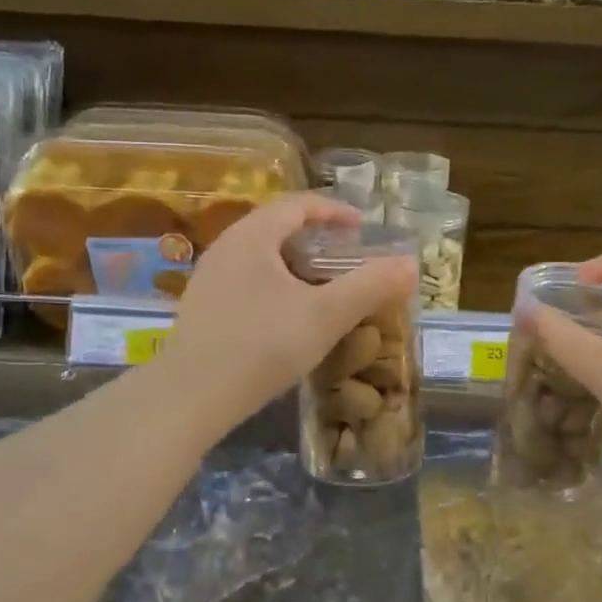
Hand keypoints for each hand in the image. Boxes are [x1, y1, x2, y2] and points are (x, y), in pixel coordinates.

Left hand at [157, 193, 417, 427]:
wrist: (191, 397)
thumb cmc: (262, 346)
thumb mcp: (326, 316)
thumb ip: (370, 287)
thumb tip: (410, 264)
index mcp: (252, 236)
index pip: (297, 204)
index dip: (333, 210)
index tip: (362, 227)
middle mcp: (226, 248)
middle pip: (276, 228)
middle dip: (316, 238)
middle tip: (346, 257)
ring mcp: (209, 280)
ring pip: (261, 258)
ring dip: (295, 265)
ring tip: (323, 287)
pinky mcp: (202, 310)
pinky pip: (247, 282)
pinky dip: (276, 287)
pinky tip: (289, 317)